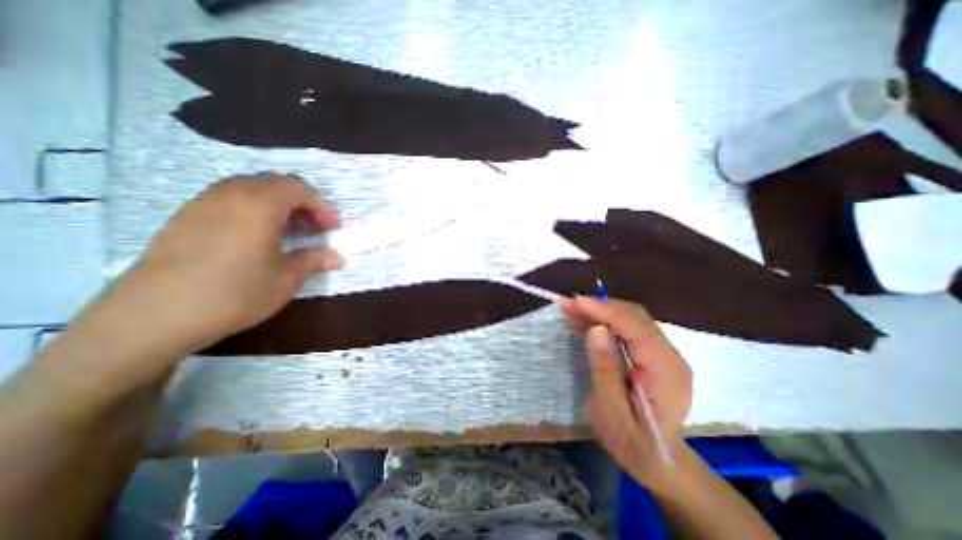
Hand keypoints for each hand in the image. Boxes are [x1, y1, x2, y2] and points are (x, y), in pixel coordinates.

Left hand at [118, 172, 339, 355]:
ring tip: (287, 231)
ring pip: (251, 189)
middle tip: (312, 228)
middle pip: (275, 184)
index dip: (321, 206)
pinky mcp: (186, 216)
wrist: (156, 314)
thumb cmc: (237, 292)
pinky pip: (229, 199)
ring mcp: (204, 202)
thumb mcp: (286, 278)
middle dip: (301, 203)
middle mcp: (231, 193)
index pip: (299, 189)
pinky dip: (253, 210)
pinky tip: (256, 237)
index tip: (331, 228)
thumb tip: (337, 258)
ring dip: (277, 205)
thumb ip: (314, 260)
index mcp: (260, 204)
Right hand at [566, 297, 690, 491]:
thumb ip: (605, 369)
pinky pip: (630, 328)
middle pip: (635, 316)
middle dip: (600, 306)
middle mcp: (671, 356)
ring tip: (573, 310)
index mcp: (666, 371)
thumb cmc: (632, 443)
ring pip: (632, 318)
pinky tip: (587, 321)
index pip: (635, 327)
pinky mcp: (655, 354)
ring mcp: (665, 353)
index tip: (573, 303)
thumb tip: (596, 329)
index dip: (603, 311)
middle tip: (568, 305)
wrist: (658, 461)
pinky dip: (607, 320)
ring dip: (601, 311)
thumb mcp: (611, 411)